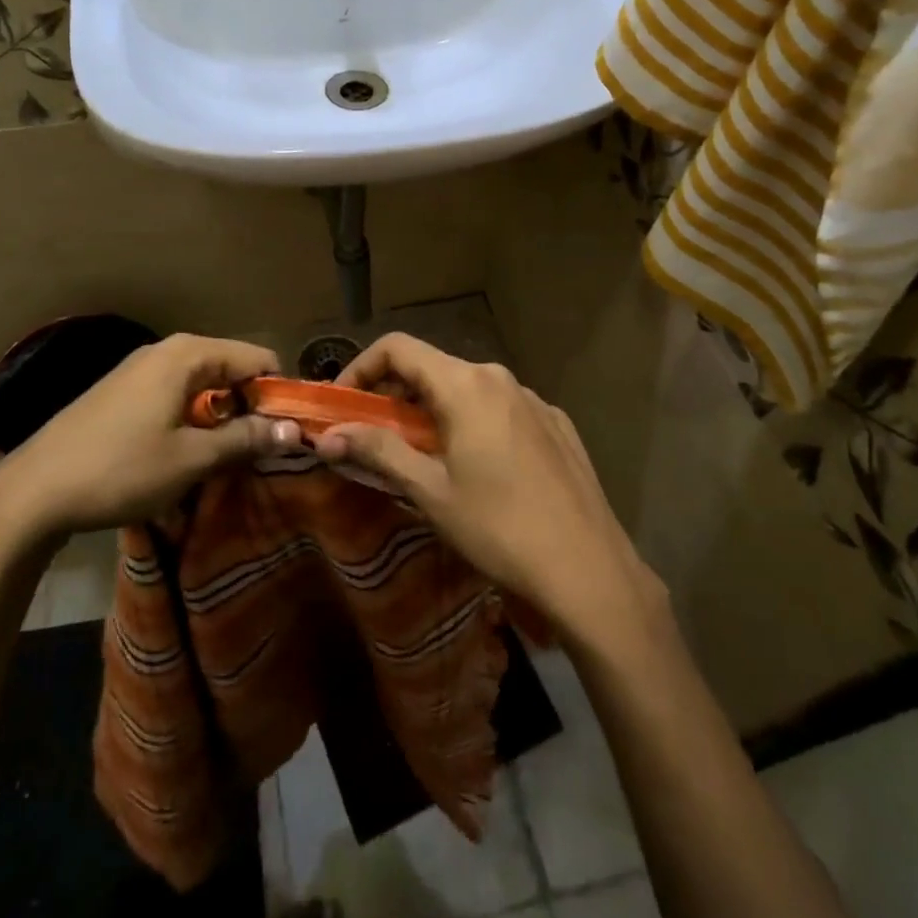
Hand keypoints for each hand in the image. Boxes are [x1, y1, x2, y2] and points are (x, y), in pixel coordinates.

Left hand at [0, 333, 298, 544]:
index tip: (287, 434)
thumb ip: (245, 439)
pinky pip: (175, 393)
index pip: (256, 358)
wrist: (33, 492)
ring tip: (227, 457)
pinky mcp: (122, 391)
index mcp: (187, 354)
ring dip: (222, 416)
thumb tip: (294, 430)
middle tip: (260, 451)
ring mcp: (140, 369)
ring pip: (203, 383)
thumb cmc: (120, 470)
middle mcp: (166, 350)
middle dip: (250, 406)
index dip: (278, 394)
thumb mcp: (191, 459)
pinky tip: (187, 452)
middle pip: (230, 367)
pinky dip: (193, 417)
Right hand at [317, 334, 660, 634]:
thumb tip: (327, 436)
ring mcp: (533, 399)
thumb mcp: (431, 491)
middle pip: (432, 367)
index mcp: (466, 385)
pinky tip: (479, 467)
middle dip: (395, 394)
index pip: (398, 348)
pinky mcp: (556, 423)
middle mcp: (500, 378)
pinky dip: (473, 423)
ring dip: (433, 410)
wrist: (590, 569)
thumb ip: (378, 451)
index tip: (343, 404)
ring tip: (423, 456)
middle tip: (373, 436)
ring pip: (468, 389)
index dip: (361, 367)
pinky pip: (501, 409)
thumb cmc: (500, 529)